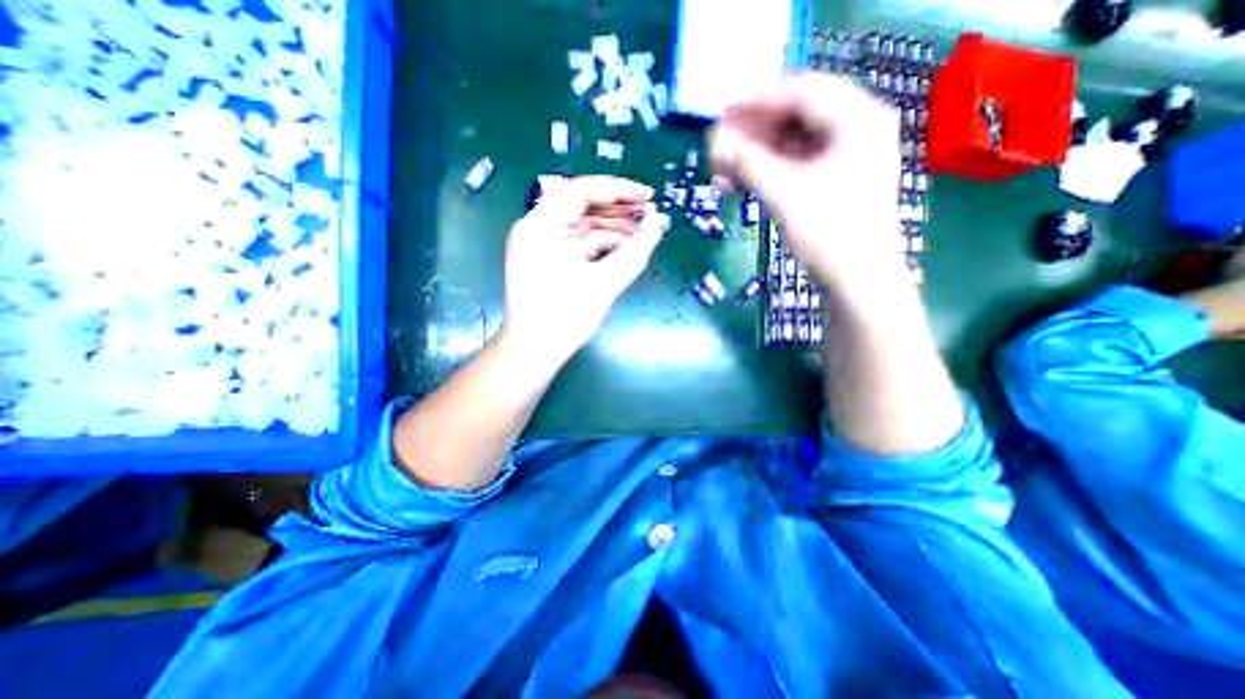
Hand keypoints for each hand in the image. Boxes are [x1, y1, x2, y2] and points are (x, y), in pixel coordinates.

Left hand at [503, 174, 666, 366]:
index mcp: (541, 226)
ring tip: (644, 233)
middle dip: (618, 209)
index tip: (648, 196)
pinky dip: (602, 244)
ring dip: (613, 227)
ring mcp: (542, 245)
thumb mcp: (604, 283)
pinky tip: (626, 248)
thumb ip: (635, 252)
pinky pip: (579, 243)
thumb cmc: (564, 319)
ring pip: (582, 224)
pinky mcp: (549, 260)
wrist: (534, 352)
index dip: (618, 190)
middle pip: (581, 205)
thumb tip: (659, 223)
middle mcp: (537, 228)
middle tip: (650, 213)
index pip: (581, 191)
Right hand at [709, 70, 905, 285]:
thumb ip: (748, 163)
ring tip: (723, 169)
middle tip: (719, 144)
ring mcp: (849, 157)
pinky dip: (769, 170)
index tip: (722, 113)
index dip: (757, 101)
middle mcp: (858, 129)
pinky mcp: (837, 182)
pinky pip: (797, 164)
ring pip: (794, 143)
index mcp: (858, 119)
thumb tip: (716, 144)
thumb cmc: (829, 234)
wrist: (858, 281)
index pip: (801, 92)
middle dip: (753, 132)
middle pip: (797, 117)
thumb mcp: (784, 194)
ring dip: (757, 154)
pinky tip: (742, 182)